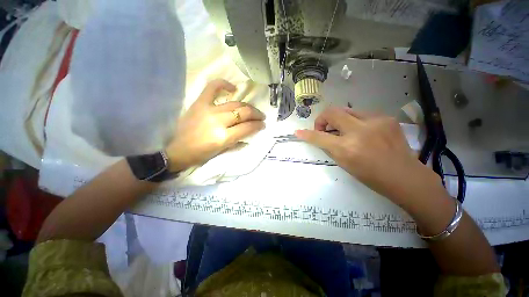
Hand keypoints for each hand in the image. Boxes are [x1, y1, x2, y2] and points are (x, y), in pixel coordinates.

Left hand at [166, 79, 265, 171]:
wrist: (177, 150)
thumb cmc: (201, 154)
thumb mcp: (222, 151)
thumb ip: (238, 141)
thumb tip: (250, 132)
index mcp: (223, 137)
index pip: (247, 127)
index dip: (258, 125)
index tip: (263, 125)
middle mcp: (218, 121)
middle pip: (243, 113)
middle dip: (256, 114)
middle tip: (261, 117)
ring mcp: (209, 110)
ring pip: (235, 103)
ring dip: (247, 106)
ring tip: (252, 109)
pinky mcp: (199, 103)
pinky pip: (212, 88)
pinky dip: (224, 85)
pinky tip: (233, 88)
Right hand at [295, 107, 444, 208]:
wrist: (405, 176)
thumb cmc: (370, 175)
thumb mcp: (344, 163)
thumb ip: (330, 147)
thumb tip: (319, 136)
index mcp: (348, 149)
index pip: (319, 137)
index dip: (307, 134)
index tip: (298, 132)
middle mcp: (360, 131)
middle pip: (332, 112)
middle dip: (323, 119)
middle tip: (324, 128)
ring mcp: (376, 121)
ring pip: (347, 110)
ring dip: (339, 120)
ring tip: (344, 131)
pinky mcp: (386, 117)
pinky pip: (362, 114)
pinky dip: (355, 121)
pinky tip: (362, 131)